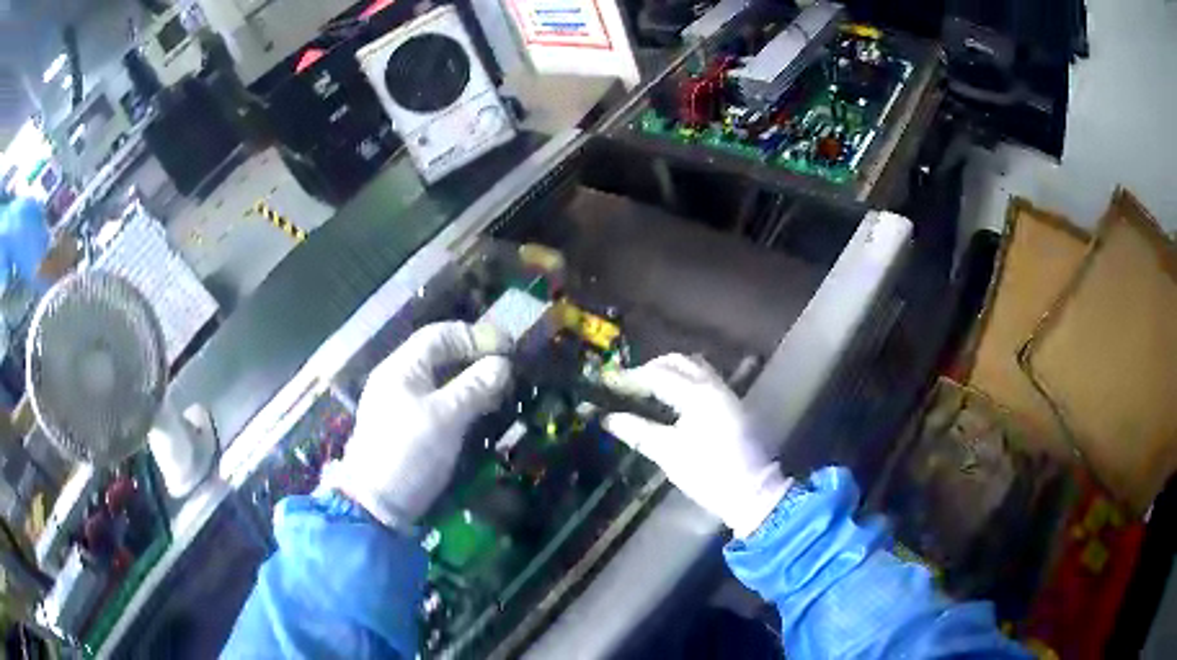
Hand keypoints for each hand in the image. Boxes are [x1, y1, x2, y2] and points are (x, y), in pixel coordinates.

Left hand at [321, 322, 511, 527]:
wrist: (377, 505)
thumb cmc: (409, 453)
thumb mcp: (445, 417)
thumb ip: (474, 387)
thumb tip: (502, 364)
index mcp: (401, 368)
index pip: (440, 336)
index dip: (475, 336)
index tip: (508, 347)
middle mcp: (399, 380)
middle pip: (440, 357)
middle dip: (476, 358)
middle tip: (509, 369)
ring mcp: (402, 406)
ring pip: (442, 382)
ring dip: (472, 382)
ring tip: (502, 391)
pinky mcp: (410, 429)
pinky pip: (440, 404)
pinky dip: (463, 403)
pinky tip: (482, 413)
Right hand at [603, 354, 790, 537]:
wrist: (752, 491)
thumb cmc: (709, 475)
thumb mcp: (669, 454)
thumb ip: (637, 431)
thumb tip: (607, 418)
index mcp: (698, 395)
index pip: (658, 374)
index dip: (629, 377)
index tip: (606, 384)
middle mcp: (714, 385)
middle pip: (678, 361)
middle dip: (649, 368)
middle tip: (626, 385)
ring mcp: (726, 392)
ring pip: (694, 366)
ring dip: (668, 371)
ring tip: (646, 389)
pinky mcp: (731, 403)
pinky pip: (703, 378)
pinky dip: (683, 379)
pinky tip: (669, 398)